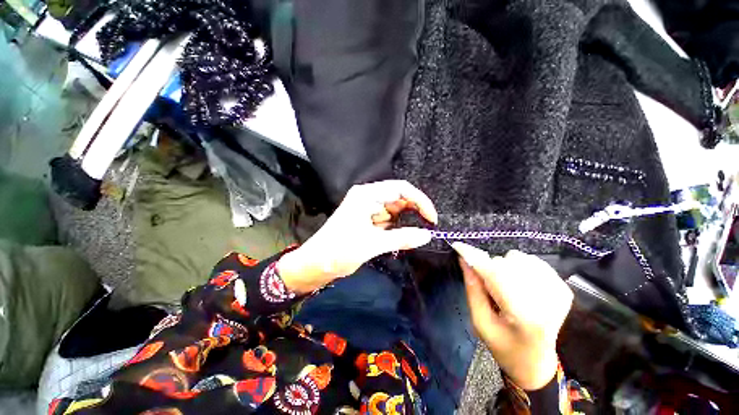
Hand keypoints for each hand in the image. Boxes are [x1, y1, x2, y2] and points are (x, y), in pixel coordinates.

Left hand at [278, 180, 437, 293]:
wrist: (314, 264)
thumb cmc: (339, 251)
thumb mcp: (372, 244)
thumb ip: (402, 238)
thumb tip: (427, 235)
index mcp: (366, 195)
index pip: (401, 189)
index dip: (420, 201)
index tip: (432, 218)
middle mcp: (367, 197)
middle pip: (398, 198)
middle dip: (413, 211)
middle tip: (426, 228)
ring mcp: (367, 208)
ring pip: (394, 210)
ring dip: (405, 221)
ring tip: (413, 235)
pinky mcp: (366, 220)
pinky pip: (387, 220)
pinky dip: (396, 228)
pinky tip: (401, 237)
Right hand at [452, 242, 572, 389]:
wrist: (536, 363)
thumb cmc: (504, 346)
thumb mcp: (480, 321)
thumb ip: (472, 288)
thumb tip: (464, 259)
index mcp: (524, 316)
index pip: (495, 275)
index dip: (475, 258)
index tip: (458, 246)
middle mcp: (546, 301)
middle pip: (506, 263)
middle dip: (489, 268)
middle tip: (489, 287)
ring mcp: (558, 293)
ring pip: (518, 258)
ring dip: (504, 267)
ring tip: (505, 287)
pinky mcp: (563, 288)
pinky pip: (533, 261)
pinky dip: (519, 267)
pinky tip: (519, 284)